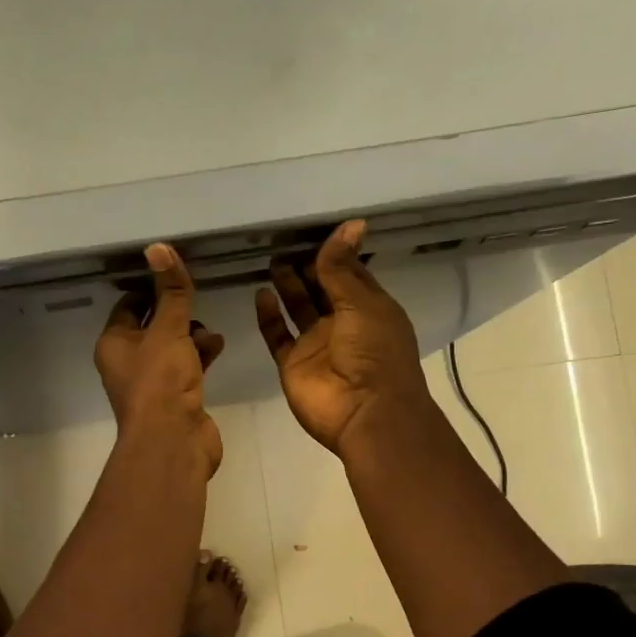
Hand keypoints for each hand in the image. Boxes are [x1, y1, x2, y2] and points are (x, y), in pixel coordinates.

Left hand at [96, 243, 225, 475]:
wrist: (173, 441)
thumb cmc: (161, 381)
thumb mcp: (168, 329)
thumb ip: (170, 291)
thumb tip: (158, 247)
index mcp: (113, 344)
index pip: (128, 306)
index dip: (149, 288)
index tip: (173, 275)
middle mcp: (127, 363)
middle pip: (151, 327)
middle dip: (175, 314)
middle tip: (195, 302)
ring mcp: (151, 383)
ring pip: (171, 348)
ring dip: (191, 335)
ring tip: (210, 330)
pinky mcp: (174, 399)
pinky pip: (186, 367)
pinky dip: (200, 356)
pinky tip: (218, 346)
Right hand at [256, 220, 429, 456]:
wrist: (364, 412)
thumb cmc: (374, 353)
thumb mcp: (362, 304)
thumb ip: (343, 268)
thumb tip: (349, 224)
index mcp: (369, 308)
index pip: (349, 273)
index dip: (334, 253)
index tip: (314, 227)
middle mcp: (343, 323)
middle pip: (321, 289)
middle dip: (307, 266)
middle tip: (284, 239)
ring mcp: (316, 344)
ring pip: (298, 308)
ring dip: (288, 286)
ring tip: (272, 259)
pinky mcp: (293, 363)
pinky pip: (277, 335)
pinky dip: (269, 316)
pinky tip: (261, 294)